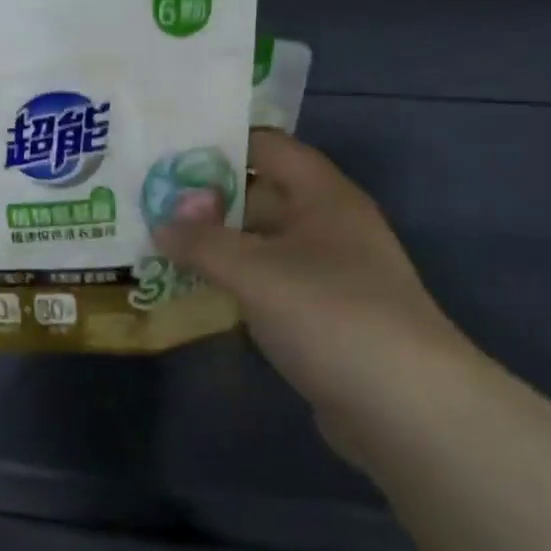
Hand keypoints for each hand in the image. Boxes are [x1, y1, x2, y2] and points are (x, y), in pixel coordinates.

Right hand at [158, 130, 471, 419]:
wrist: (404, 407)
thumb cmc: (331, 315)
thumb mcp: (256, 271)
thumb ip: (202, 242)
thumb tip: (160, 224)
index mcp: (322, 196)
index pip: (267, 147)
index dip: (219, 143)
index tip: (164, 153)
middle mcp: (326, 226)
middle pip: (258, 196)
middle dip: (204, 200)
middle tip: (145, 203)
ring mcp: (325, 274)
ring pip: (258, 245)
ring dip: (213, 246)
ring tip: (154, 244)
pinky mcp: (318, 316)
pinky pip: (265, 285)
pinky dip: (231, 284)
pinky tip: (191, 291)